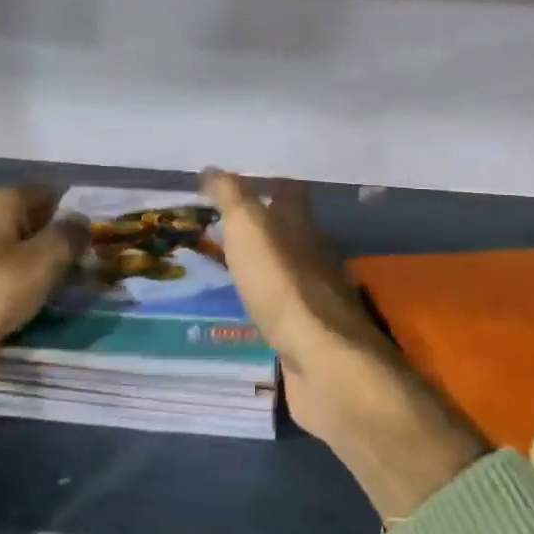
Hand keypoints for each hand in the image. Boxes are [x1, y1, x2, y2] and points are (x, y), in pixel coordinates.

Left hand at [0, 187, 87, 463]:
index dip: (73, 207)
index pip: (47, 193)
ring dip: (51, 266)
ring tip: (84, 280)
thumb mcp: (46, 256)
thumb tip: (83, 221)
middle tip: (99, 255)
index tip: (101, 227)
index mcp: (3, 202)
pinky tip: (55, 302)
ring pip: (28, 254)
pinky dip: (35, 289)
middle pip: (36, 223)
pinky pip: (17, 282)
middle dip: (64, 238)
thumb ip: (70, 235)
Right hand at [203, 172, 485, 521]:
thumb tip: (211, 169)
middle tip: (222, 220)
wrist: (322, 364)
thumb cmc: (283, 287)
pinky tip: (245, 308)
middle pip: (289, 231)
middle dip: (262, 223)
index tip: (237, 179)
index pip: (288, 191)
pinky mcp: (307, 337)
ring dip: (261, 263)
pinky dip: (263, 302)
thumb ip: (232, 198)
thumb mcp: (249, 229)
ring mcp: (313, 299)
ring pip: (284, 269)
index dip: (266, 180)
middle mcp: (314, 257)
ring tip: (226, 260)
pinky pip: (280, 309)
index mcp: (303, 227)